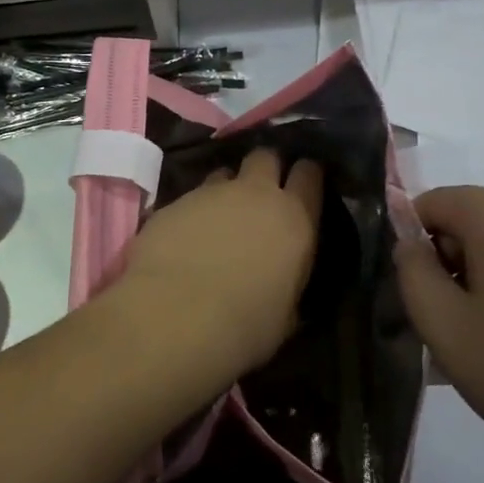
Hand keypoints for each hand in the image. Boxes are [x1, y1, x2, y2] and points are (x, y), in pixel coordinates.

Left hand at [117, 148, 323, 372]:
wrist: (174, 317)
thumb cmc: (244, 326)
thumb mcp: (286, 315)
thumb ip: (290, 284)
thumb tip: (286, 282)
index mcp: (294, 218)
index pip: (309, 174)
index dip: (308, 174)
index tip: (305, 184)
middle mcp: (255, 193)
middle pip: (266, 157)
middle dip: (267, 168)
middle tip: (262, 192)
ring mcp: (211, 193)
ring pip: (225, 173)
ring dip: (228, 189)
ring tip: (220, 217)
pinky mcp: (174, 202)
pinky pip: (191, 197)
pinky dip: (194, 212)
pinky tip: (186, 238)